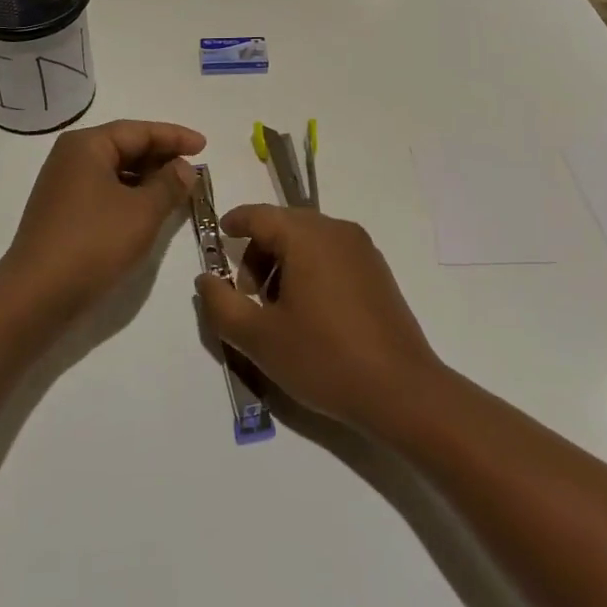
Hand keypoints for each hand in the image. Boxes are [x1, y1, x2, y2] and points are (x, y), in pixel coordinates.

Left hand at [2, 119, 205, 311]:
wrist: (37, 295)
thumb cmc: (93, 243)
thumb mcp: (142, 212)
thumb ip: (169, 184)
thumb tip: (183, 167)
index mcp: (87, 145)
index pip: (139, 131)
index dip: (175, 137)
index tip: (204, 146)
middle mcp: (71, 157)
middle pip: (125, 147)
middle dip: (161, 157)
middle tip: (194, 169)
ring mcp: (63, 185)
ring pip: (115, 171)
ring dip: (147, 178)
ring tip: (178, 191)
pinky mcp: (62, 212)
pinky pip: (104, 191)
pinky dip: (130, 195)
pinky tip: (149, 211)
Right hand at [194, 204, 443, 431]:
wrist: (401, 391)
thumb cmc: (324, 358)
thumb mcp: (259, 337)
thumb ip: (221, 304)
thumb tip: (205, 278)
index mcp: (307, 235)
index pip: (258, 215)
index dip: (233, 224)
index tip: (218, 240)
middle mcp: (336, 230)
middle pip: (283, 225)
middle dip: (257, 253)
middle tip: (248, 297)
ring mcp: (362, 249)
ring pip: (308, 240)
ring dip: (283, 263)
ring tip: (278, 310)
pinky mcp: (377, 271)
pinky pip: (332, 254)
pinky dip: (310, 269)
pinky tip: (309, 313)